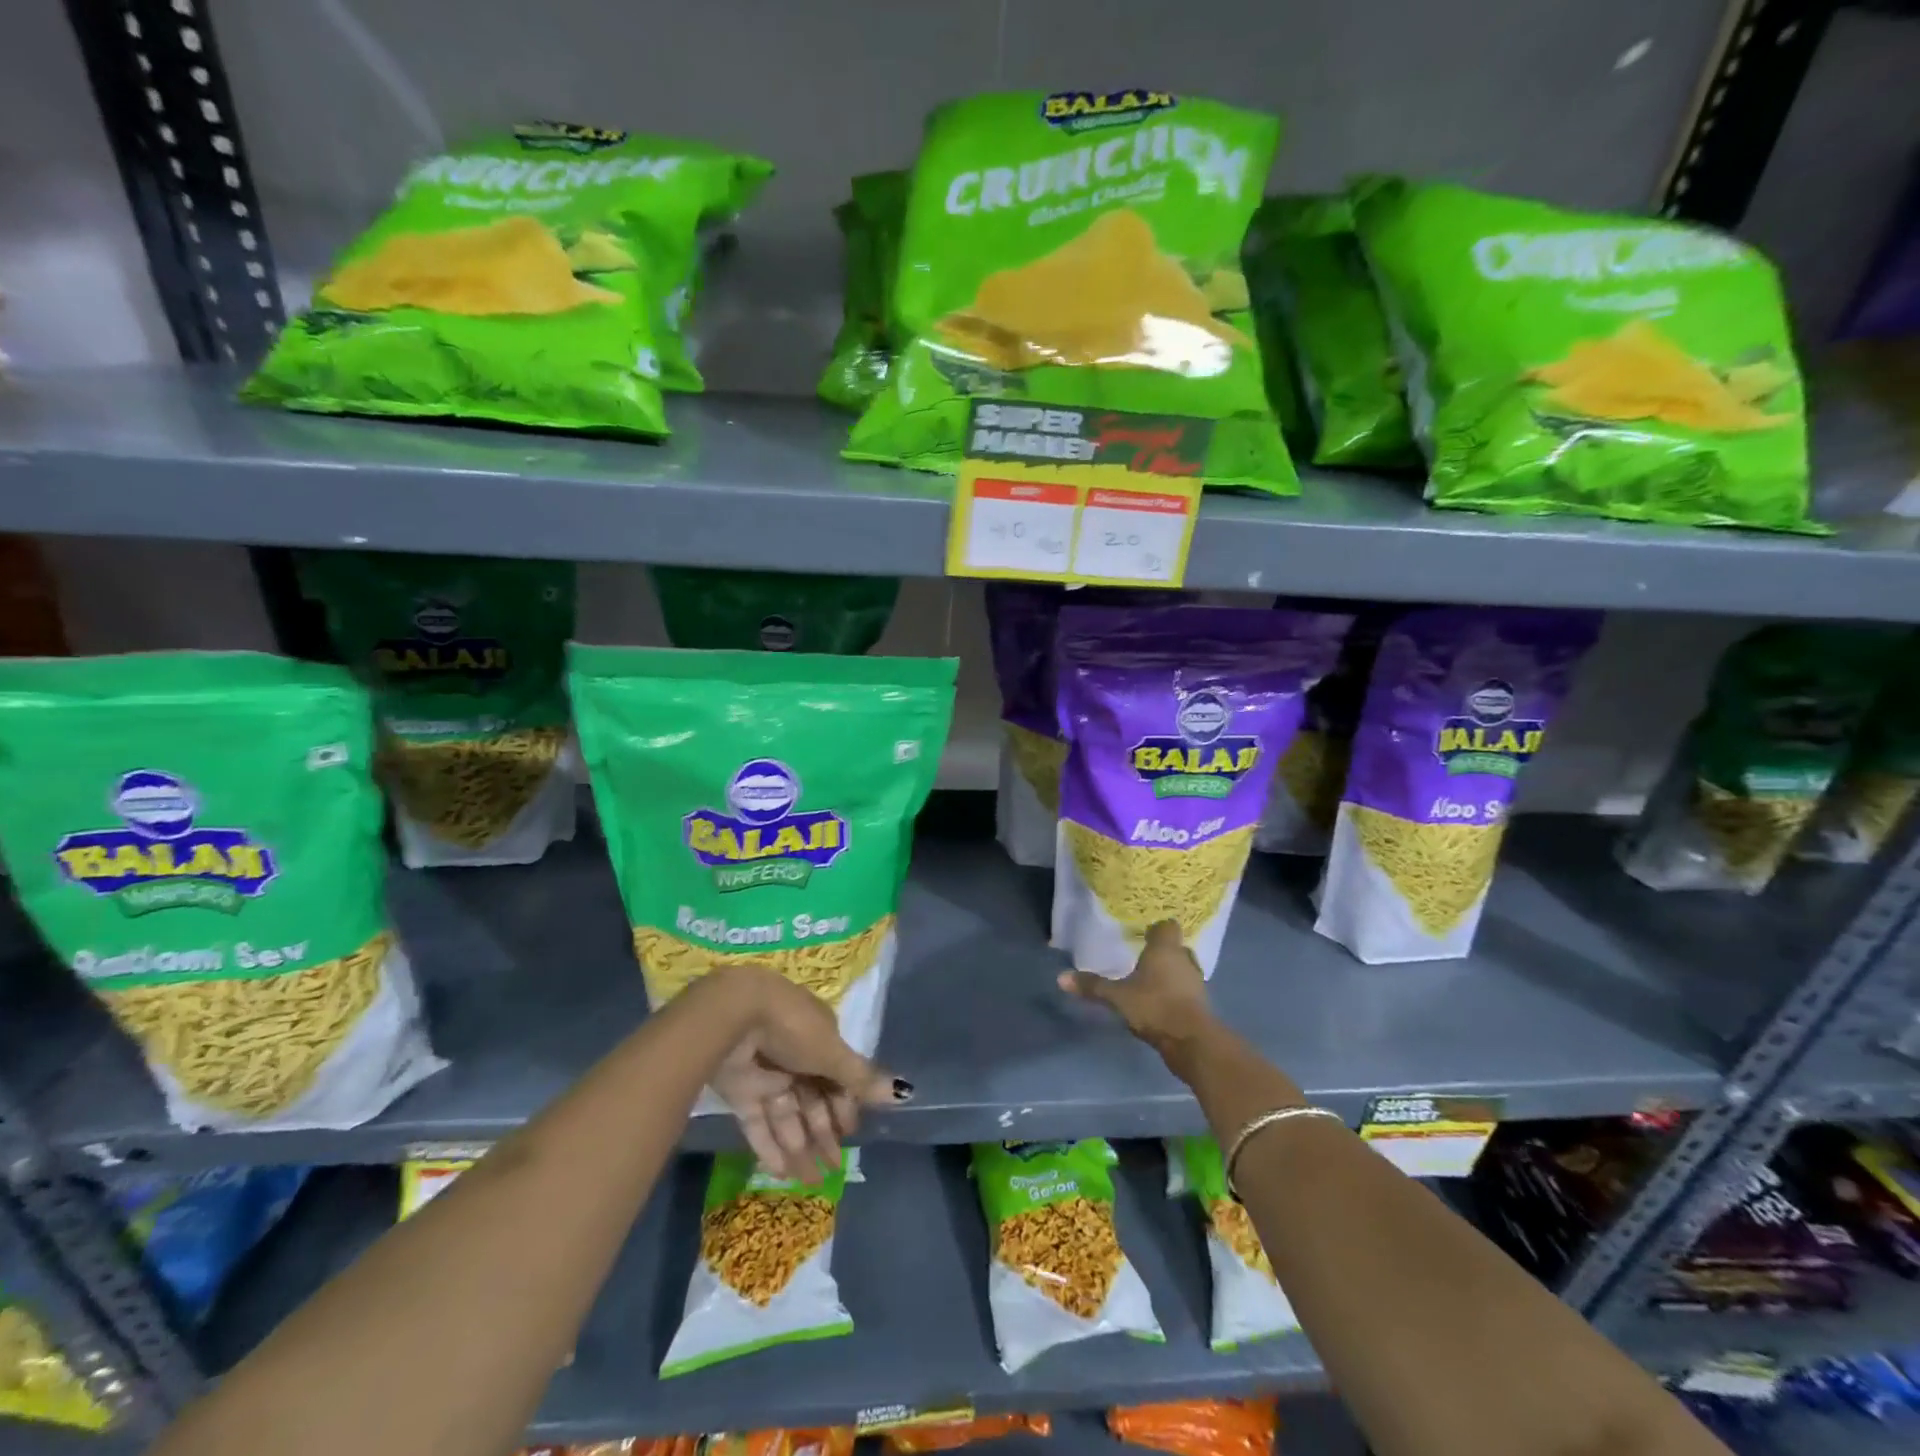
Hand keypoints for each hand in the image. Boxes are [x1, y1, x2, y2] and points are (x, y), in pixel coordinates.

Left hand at [699, 967, 907, 1181]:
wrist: (733, 1015)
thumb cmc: (792, 1028)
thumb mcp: (831, 1052)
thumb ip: (861, 1077)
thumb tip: (904, 1092)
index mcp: (819, 1039)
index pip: (836, 1077)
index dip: (844, 1106)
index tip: (850, 1133)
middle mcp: (794, 1056)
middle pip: (812, 1100)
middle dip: (823, 1135)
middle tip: (834, 1170)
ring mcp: (765, 1074)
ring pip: (786, 1116)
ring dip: (799, 1148)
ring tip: (812, 1183)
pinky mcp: (739, 1091)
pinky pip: (758, 1123)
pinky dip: (769, 1147)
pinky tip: (782, 1174)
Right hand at [1059, 920, 1212, 1054]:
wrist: (1192, 1041)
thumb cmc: (1154, 1006)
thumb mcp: (1118, 997)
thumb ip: (1093, 986)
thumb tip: (1061, 977)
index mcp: (1165, 949)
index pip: (1167, 926)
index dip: (1156, 928)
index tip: (1143, 934)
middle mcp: (1184, 960)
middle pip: (1175, 948)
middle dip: (1161, 952)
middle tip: (1143, 957)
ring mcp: (1196, 983)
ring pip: (1182, 970)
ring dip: (1170, 974)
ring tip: (1150, 981)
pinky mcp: (1201, 1004)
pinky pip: (1186, 990)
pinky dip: (1176, 992)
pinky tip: (1160, 1002)